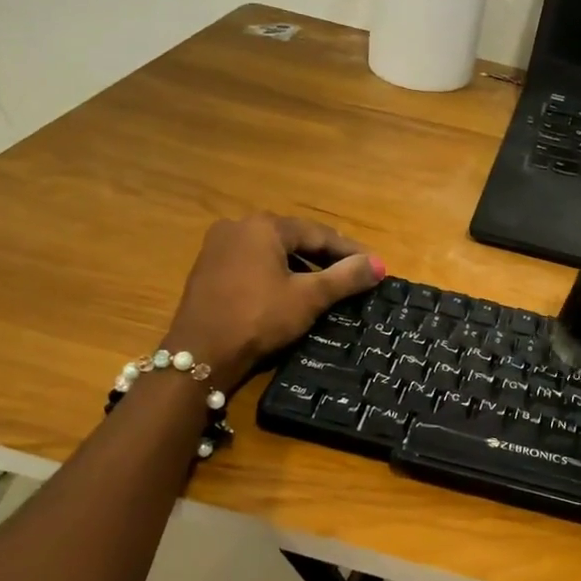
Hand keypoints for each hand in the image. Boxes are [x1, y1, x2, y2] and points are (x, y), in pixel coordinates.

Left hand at [167, 215, 384, 387]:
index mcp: (264, 226)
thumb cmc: (259, 318)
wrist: (200, 354)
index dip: (348, 250)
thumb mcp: (308, 298)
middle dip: (325, 256)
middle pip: (293, 238)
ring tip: (326, 285)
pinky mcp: (207, 269)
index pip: (318, 233)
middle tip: (353, 273)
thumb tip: (379, 264)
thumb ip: (345, 277)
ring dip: (300, 266)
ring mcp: (218, 247)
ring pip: (272, 251)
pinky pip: (252, 263)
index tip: (373, 265)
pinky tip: (289, 292)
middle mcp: (238, 227)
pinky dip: (276, 273)